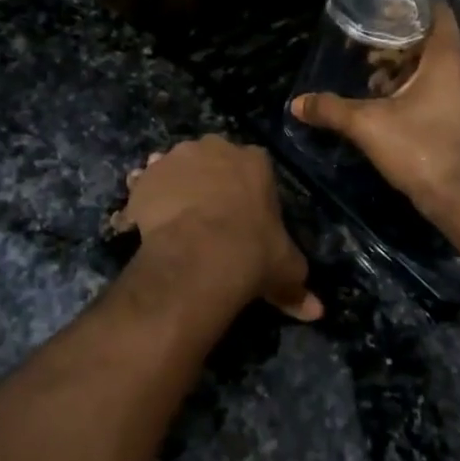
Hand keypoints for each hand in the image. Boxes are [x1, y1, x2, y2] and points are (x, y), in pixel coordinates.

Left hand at [110, 136, 321, 320]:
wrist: (199, 255)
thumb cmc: (253, 252)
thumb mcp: (286, 269)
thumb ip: (298, 286)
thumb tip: (317, 312)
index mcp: (255, 160)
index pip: (253, 167)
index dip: (246, 190)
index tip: (242, 215)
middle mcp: (214, 148)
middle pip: (211, 160)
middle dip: (207, 181)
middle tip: (207, 217)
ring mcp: (175, 159)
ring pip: (174, 169)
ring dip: (173, 186)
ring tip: (172, 220)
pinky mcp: (145, 178)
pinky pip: (144, 187)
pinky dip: (143, 202)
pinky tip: (143, 225)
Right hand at [290, 1, 459, 226]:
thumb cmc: (422, 151)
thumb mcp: (369, 127)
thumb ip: (332, 110)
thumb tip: (296, 104)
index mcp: (450, 58)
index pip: (436, 11)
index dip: (408, 7)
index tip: (380, 14)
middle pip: (435, 41)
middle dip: (400, 46)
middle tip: (367, 56)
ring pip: (443, 68)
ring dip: (412, 71)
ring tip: (377, 86)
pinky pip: (452, 89)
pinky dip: (427, 90)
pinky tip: (400, 110)